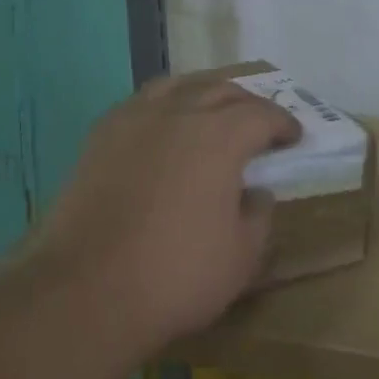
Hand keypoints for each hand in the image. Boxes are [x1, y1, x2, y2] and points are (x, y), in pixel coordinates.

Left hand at [31, 74, 299, 354]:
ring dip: (203, 94)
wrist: (86, 292)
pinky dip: (164, 107)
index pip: (261, 114)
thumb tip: (255, 192)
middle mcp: (177, 113)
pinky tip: (165, 130)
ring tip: (212, 113)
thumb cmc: (176, 276)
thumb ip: (258, 215)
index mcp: (219, 136)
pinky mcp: (99, 138)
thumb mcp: (242, 256)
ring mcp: (132, 120)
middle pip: (220, 90)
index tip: (293, 138)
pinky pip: (141, 104)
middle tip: (259, 125)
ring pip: (177, 86)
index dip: (283, 123)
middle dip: (247, 104)